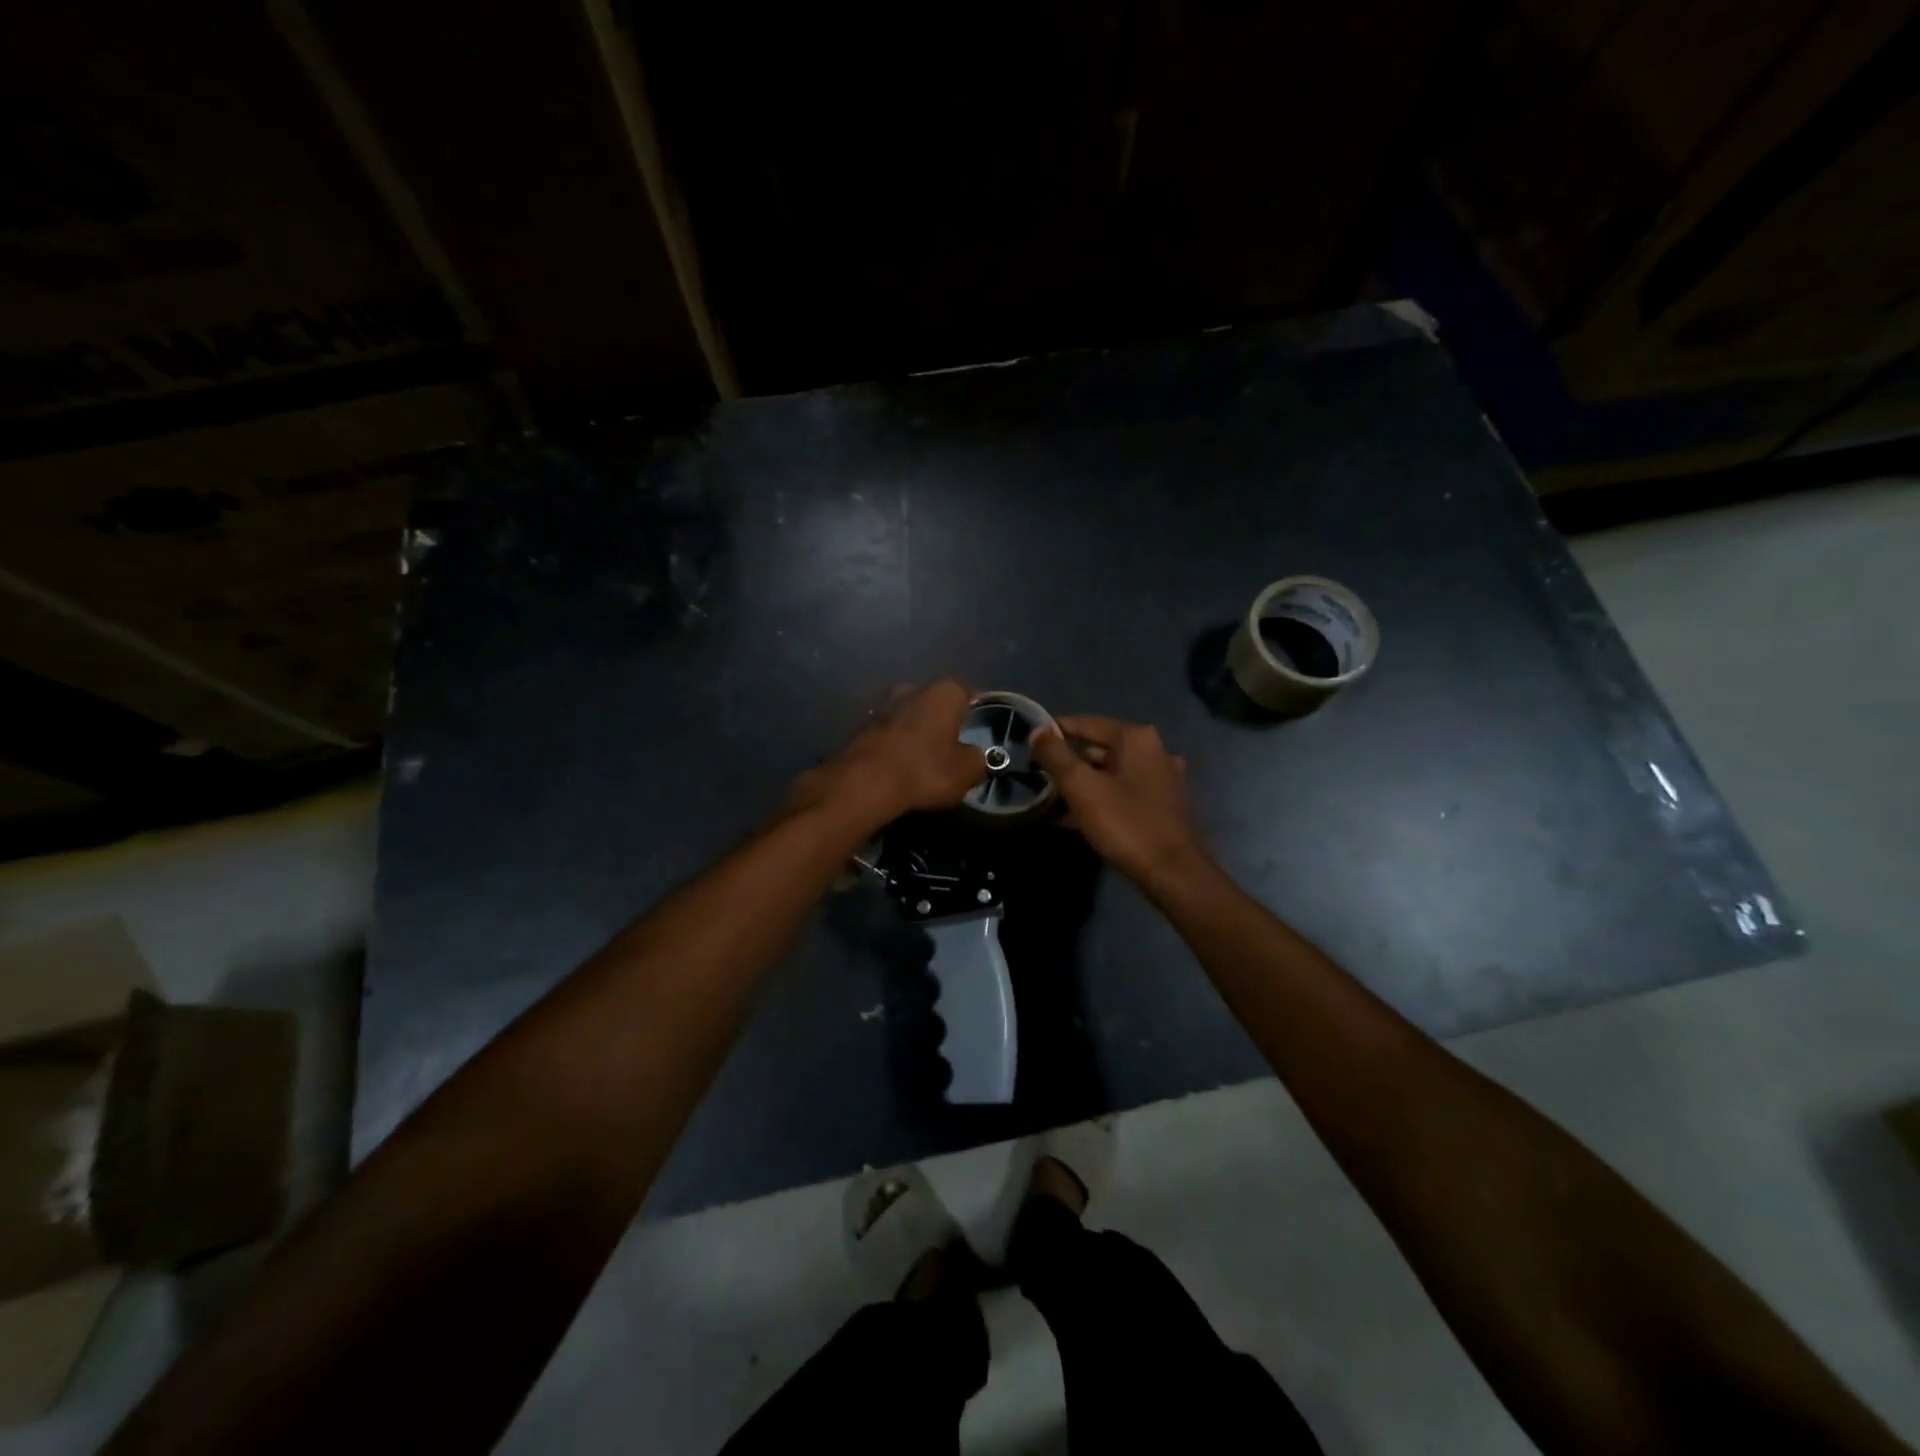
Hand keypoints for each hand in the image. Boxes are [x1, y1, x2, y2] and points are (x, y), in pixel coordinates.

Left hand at [787, 681, 986, 829]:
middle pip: (936, 703)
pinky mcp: (860, 727)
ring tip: (925, 756)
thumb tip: (976, 755)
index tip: (984, 729)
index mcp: (944, 692)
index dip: (980, 712)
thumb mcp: (967, 771)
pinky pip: (889, 734)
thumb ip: (978, 759)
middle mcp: (912, 689)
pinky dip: (896, 745)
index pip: (970, 694)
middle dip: (944, 720)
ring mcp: (882, 706)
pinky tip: (900, 764)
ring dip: (917, 731)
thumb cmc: (924, 770)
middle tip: (954, 744)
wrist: (863, 784)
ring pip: (909, 716)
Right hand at [1031, 715, 1206, 884]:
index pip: (1087, 723)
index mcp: (1136, 738)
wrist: (1173, 873)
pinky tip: (1075, 817)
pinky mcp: (1163, 806)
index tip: (1030, 741)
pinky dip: (1099, 799)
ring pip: (1110, 773)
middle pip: (1099, 748)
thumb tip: (1037, 731)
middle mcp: (1154, 752)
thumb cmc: (1125, 823)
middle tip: (1038, 775)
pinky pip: (1123, 793)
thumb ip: (1055, 755)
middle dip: (1068, 762)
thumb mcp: (1080, 787)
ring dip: (1082, 784)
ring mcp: (1162, 780)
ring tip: (1050, 799)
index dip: (1055, 730)